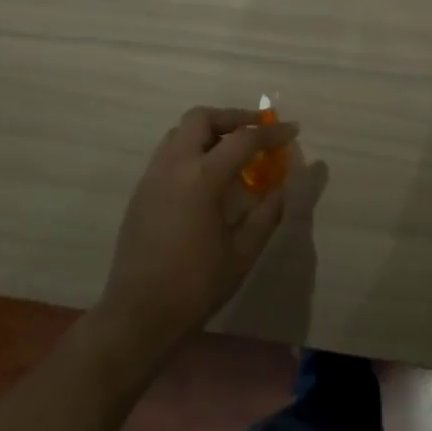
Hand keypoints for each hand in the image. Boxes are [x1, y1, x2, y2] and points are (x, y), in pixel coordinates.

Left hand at [97, 107, 327, 355]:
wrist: (139, 314)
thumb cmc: (196, 285)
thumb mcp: (242, 252)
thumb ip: (266, 213)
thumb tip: (282, 185)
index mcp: (201, 178)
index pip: (243, 140)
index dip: (271, 133)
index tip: (292, 130)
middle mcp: (173, 165)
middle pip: (201, 118)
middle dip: (232, 117)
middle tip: (256, 129)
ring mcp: (152, 176)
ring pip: (180, 132)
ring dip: (209, 131)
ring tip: (233, 149)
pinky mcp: (141, 191)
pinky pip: (168, 153)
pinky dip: (191, 149)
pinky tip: (207, 175)